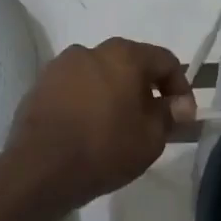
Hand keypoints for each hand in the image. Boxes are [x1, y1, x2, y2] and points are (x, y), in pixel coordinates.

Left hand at [5, 39, 196, 210]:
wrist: (39, 170)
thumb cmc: (104, 149)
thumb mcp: (151, 138)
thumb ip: (169, 115)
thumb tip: (179, 105)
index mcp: (123, 55)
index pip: (165, 61)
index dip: (180, 87)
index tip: (182, 116)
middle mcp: (90, 50)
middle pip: (129, 63)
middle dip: (144, 89)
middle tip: (151, 120)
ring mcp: (60, 66)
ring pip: (99, 74)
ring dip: (113, 93)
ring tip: (117, 126)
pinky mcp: (39, 85)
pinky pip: (74, 88)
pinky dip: (87, 101)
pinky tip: (87, 128)